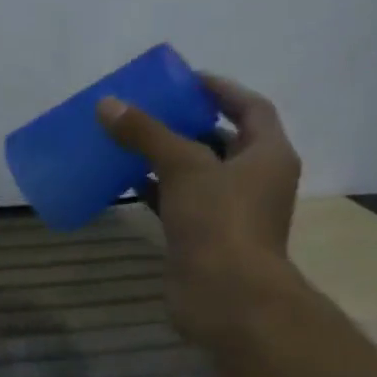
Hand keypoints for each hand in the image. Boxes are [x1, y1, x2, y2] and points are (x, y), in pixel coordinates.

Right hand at [96, 75, 302, 340]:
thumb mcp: (183, 167)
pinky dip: (156, 190)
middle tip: (149, 110)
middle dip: (187, 124)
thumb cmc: (219, 222)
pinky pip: (179, 203)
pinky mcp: (204, 237)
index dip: (219, 90)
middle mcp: (255, 180)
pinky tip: (126, 183)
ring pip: (197, 174)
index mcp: (268, 154)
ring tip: (130, 141)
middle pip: (222, 140)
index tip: (183, 81)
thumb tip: (108, 104)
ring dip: (167, 158)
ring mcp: (229, 212)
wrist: (226, 296)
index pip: (251, 107)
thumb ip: (147, 134)